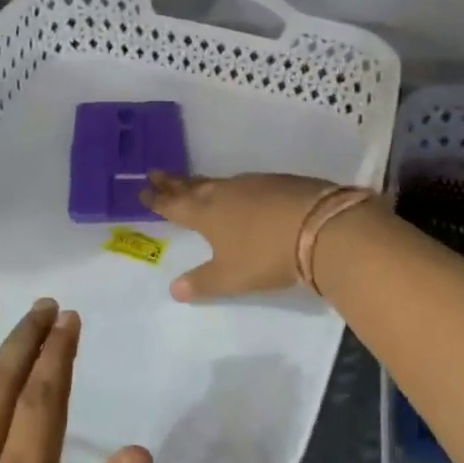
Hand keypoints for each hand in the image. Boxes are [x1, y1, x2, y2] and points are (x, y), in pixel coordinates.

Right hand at [140, 170, 340, 300]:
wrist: (321, 226)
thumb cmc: (266, 255)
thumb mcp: (231, 277)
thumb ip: (202, 283)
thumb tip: (174, 290)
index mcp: (206, 213)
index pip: (174, 204)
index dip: (158, 199)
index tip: (142, 189)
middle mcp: (225, 193)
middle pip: (193, 185)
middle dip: (174, 182)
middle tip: (156, 172)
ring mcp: (254, 184)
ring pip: (220, 183)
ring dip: (204, 184)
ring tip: (196, 185)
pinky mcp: (280, 182)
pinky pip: (247, 184)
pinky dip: (236, 189)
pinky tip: (243, 195)